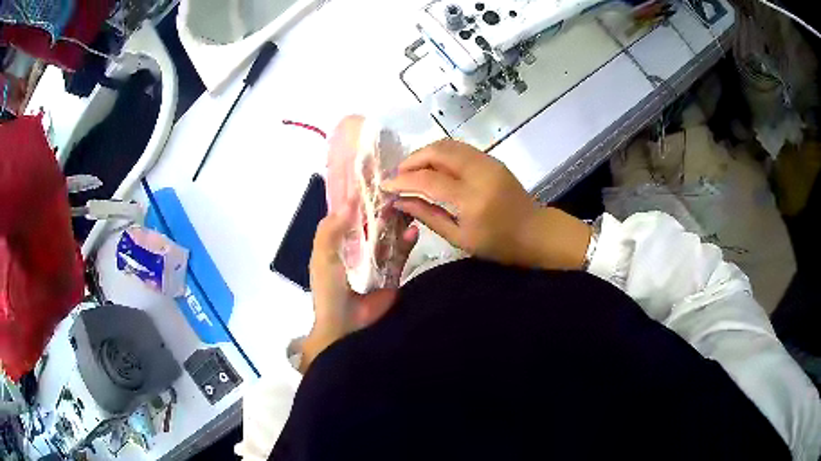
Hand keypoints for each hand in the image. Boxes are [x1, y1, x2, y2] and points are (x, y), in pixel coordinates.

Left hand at [302, 203, 417, 372]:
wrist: (346, 327)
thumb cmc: (329, 290)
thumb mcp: (323, 257)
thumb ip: (330, 230)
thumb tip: (349, 200)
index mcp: (337, 244)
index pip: (348, 216)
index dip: (358, 199)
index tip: (372, 179)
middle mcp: (357, 249)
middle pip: (372, 223)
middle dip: (382, 208)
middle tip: (396, 191)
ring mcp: (376, 262)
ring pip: (388, 236)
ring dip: (396, 222)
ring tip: (406, 207)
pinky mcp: (392, 275)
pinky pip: (401, 256)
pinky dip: (407, 243)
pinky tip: (413, 232)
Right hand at [381, 139, 589, 269]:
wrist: (535, 232)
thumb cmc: (499, 244)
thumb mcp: (461, 238)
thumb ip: (429, 216)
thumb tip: (400, 202)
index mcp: (472, 200)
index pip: (429, 180)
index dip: (403, 180)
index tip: (385, 185)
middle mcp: (480, 173)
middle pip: (437, 152)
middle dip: (412, 160)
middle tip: (397, 175)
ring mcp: (488, 162)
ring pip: (448, 145)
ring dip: (425, 153)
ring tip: (411, 169)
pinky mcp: (492, 159)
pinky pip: (460, 148)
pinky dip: (440, 152)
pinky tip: (432, 166)